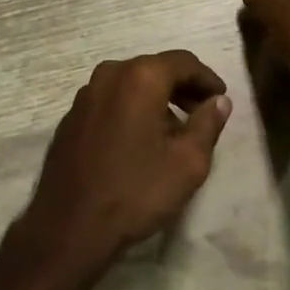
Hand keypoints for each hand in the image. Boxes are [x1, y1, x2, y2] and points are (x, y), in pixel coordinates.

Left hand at [20, 51, 232, 275]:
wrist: (69, 226)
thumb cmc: (136, 191)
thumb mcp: (187, 163)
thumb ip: (208, 124)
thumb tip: (219, 101)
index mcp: (140, 77)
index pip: (183, 62)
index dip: (206, 79)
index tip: (221, 99)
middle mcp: (110, 74)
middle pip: (156, 69)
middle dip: (182, 88)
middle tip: (201, 114)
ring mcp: (86, 94)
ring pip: (131, 84)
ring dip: (156, 99)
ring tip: (174, 131)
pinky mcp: (72, 116)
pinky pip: (111, 100)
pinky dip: (131, 109)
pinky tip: (139, 141)